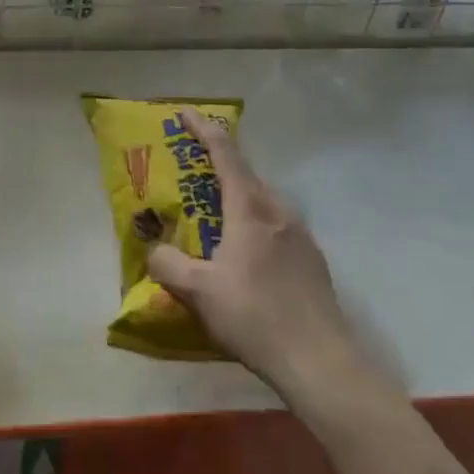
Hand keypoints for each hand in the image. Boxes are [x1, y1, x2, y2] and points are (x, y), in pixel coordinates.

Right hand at [145, 109, 362, 399]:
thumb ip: (167, 264)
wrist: (320, 361)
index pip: (225, 153)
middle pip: (245, 175)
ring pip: (262, 202)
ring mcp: (300, 235)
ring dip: (237, 200)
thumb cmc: (255, 316)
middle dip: (217, 167)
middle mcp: (278, 211)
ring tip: (214, 221)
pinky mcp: (312, 260)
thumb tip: (153, 249)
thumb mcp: (198, 292)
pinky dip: (254, 226)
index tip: (184, 112)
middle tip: (191, 176)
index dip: (203, 129)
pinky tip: (245, 259)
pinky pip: (276, 227)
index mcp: (250, 208)